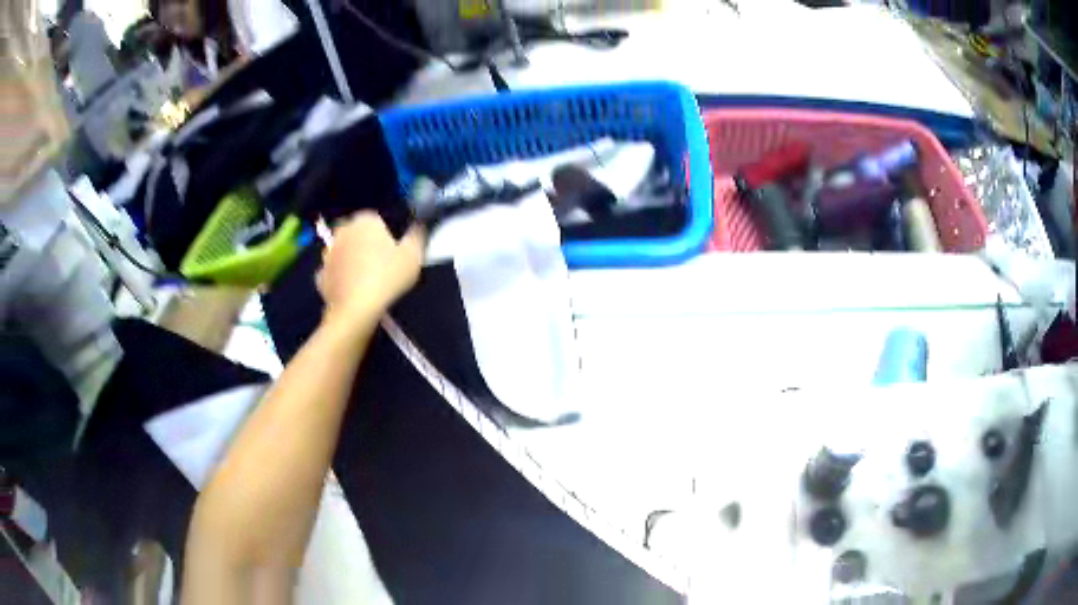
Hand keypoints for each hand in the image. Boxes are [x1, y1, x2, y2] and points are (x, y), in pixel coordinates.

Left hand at [317, 212, 424, 323]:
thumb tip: (417, 227)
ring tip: (368, 281)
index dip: (387, 235)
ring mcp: (328, 253)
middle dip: (367, 245)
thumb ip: (416, 236)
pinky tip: (353, 291)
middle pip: (358, 235)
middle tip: (382, 265)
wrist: (356, 309)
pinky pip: (335, 273)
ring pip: (344, 252)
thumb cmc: (386, 277)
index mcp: (365, 220)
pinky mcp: (320, 275)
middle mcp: (343, 231)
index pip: (378, 220)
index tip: (394, 251)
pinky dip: (341, 279)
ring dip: (353, 261)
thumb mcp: (413, 256)